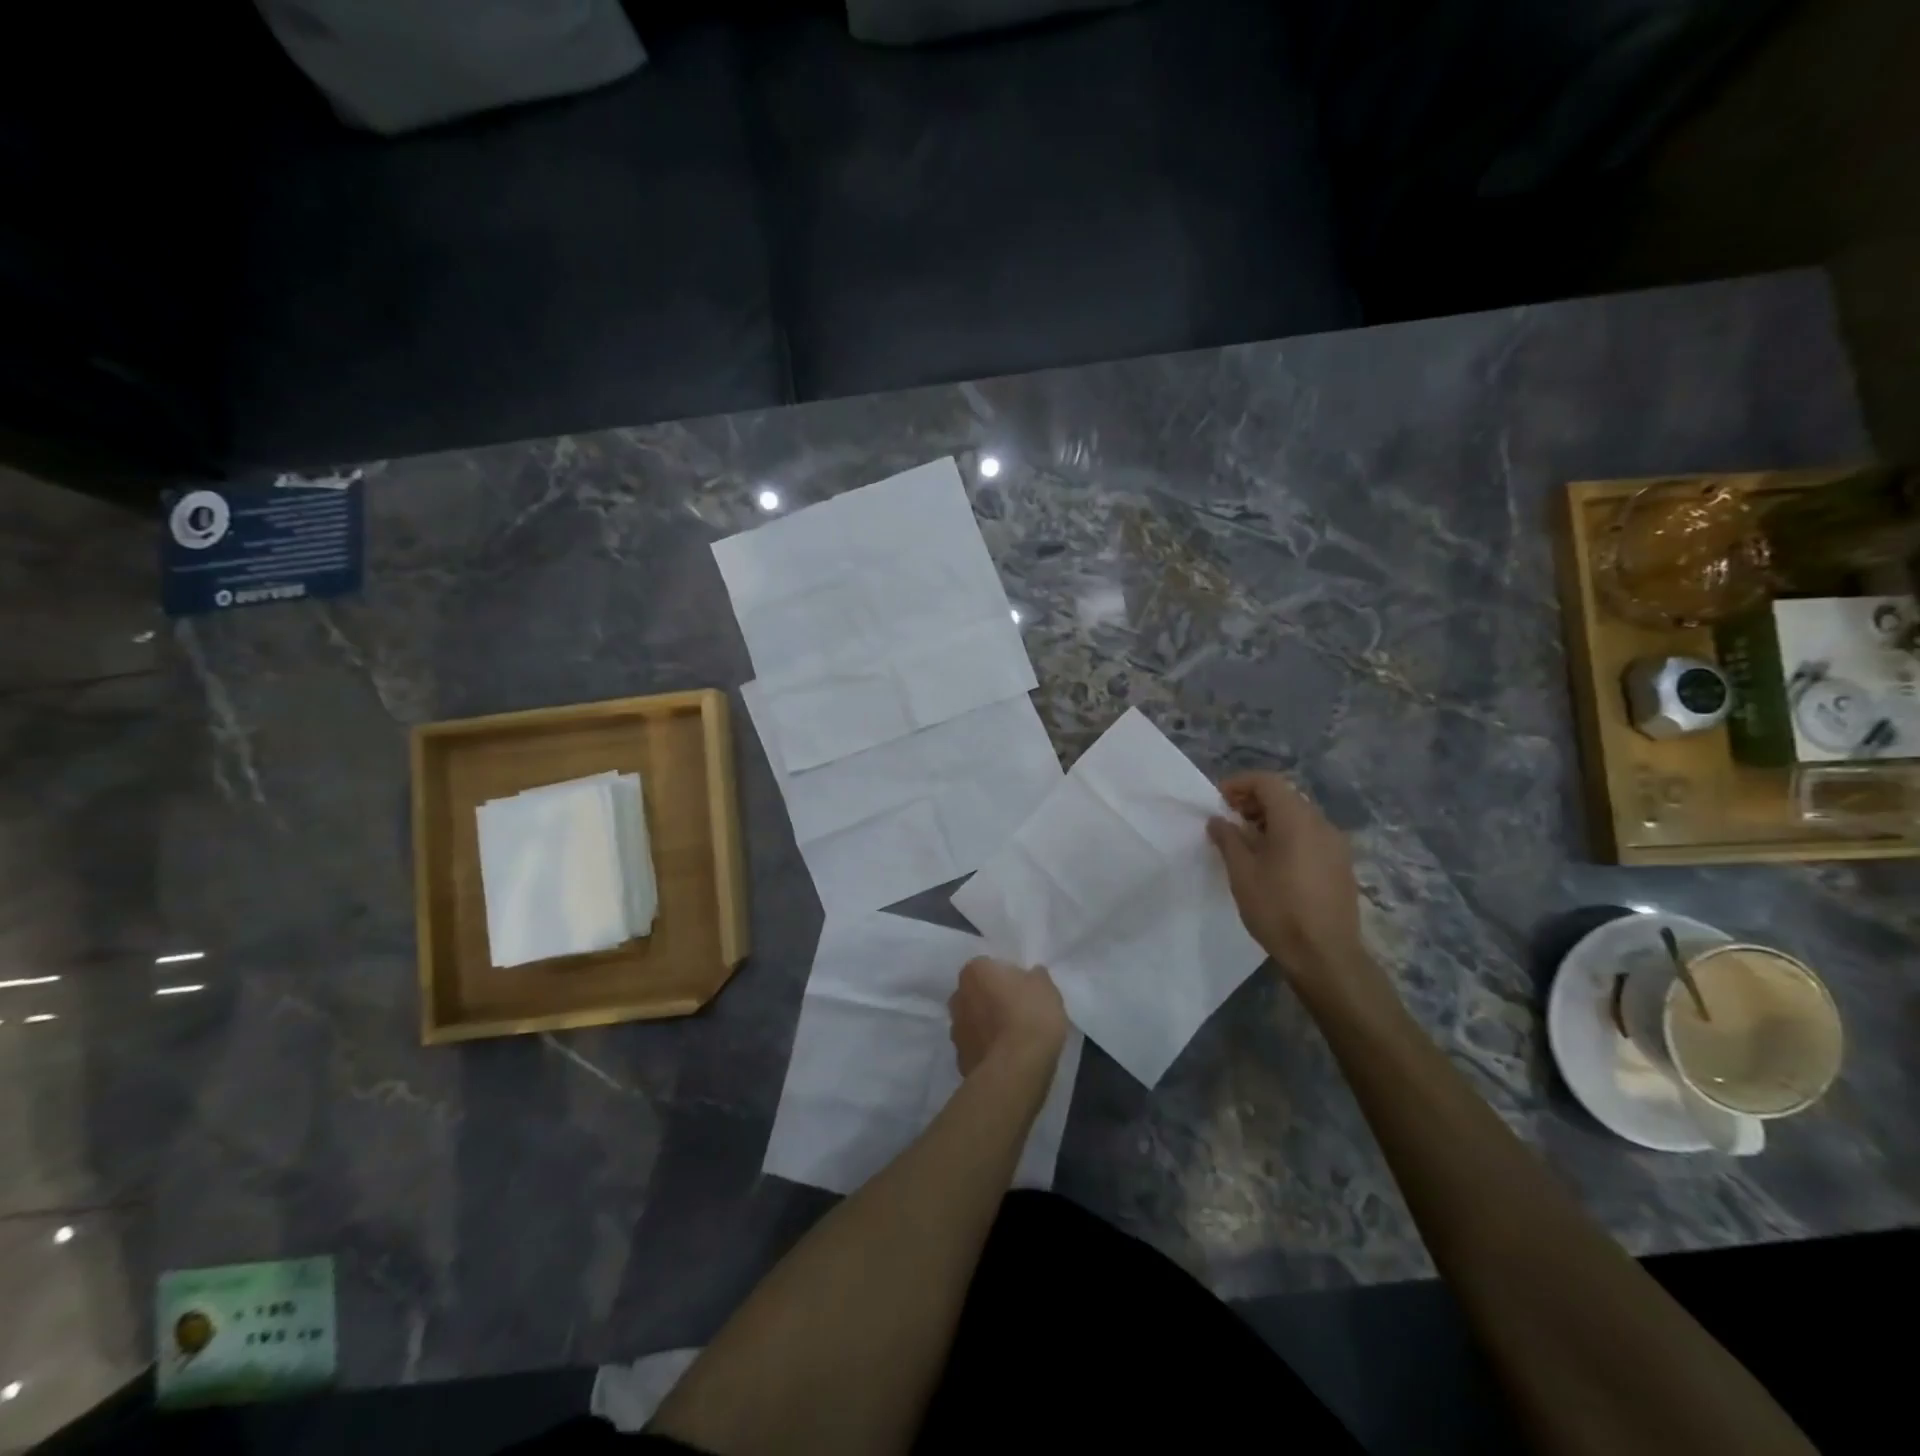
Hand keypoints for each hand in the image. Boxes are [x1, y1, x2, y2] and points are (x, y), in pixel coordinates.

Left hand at [948, 957, 1067, 1076]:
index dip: (1006, 977)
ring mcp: (955, 1029)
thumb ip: (1035, 977)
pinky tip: (1006, 1056)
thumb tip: (1031, 975)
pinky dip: (987, 1048)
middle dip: (991, 999)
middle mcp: (958, 996)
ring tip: (1013, 1037)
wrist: (1016, 1069)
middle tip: (1017, 1011)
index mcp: (974, 971)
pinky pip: (976, 1046)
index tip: (1023, 990)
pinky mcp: (959, 1058)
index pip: (988, 966)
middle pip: (976, 992)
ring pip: (973, 1020)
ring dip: (986, 1025)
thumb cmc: (1030, 1016)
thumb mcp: (1045, 987)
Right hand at [1207, 773, 1388, 1007]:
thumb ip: (1228, 839)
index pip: (1267, 782)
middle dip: (1254, 801)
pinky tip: (1272, 861)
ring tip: (1246, 842)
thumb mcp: (1242, 873)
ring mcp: (1336, 845)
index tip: (1218, 801)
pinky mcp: (1342, 865)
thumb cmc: (1278, 909)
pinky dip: (1288, 835)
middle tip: (1228, 820)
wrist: (1325, 955)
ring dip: (1271, 820)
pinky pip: (1311, 836)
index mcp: (1296, 819)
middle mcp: (1321, 824)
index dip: (1239, 784)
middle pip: (1285, 796)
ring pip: (1299, 817)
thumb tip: (1218, 820)